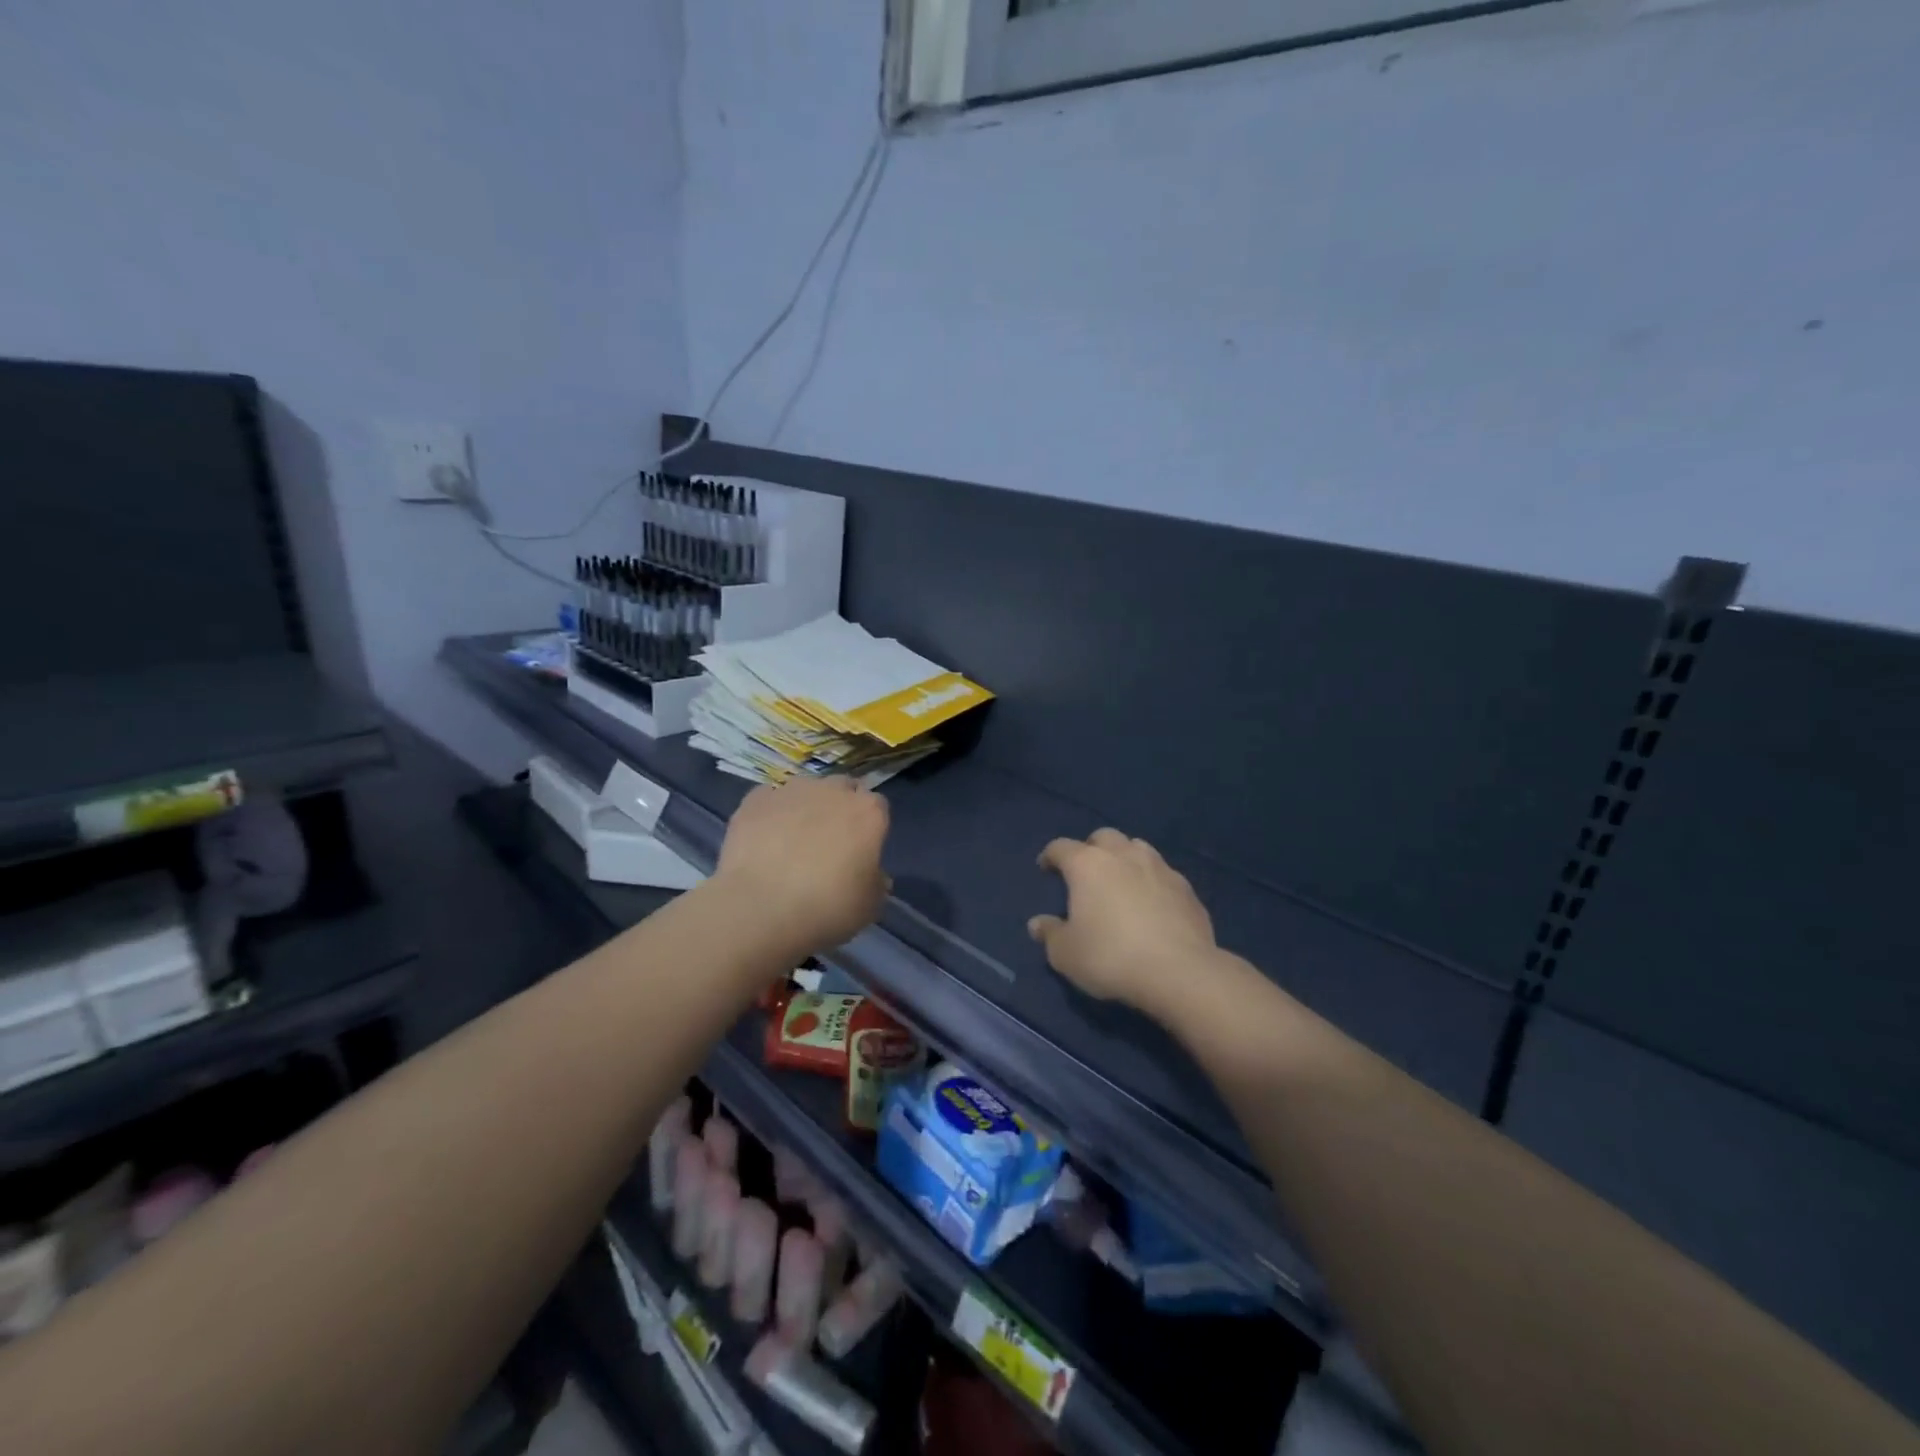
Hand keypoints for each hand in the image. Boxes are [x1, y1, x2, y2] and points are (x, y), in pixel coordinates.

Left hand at [715, 777, 889, 954]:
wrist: (760, 909)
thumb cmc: (827, 908)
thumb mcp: (869, 906)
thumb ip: (876, 882)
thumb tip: (872, 874)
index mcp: (868, 812)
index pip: (877, 807)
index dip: (869, 828)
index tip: (860, 851)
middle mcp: (832, 790)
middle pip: (842, 789)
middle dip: (838, 808)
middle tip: (828, 843)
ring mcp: (791, 791)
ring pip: (805, 790)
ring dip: (804, 808)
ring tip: (790, 842)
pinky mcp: (755, 800)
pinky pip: (770, 800)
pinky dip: (770, 814)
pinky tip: (763, 840)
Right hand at [1028, 829, 1218, 1015]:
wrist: (1179, 971)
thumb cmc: (1111, 957)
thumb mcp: (1066, 954)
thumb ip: (1050, 934)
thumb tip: (1037, 923)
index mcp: (1087, 864)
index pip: (1061, 847)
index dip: (1050, 856)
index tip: (1045, 868)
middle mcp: (1123, 855)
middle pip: (1103, 837)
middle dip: (1091, 848)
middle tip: (1086, 872)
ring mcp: (1159, 867)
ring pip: (1137, 848)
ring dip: (1125, 858)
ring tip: (1121, 881)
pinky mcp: (1186, 888)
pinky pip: (1163, 874)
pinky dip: (1152, 881)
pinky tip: (1152, 904)